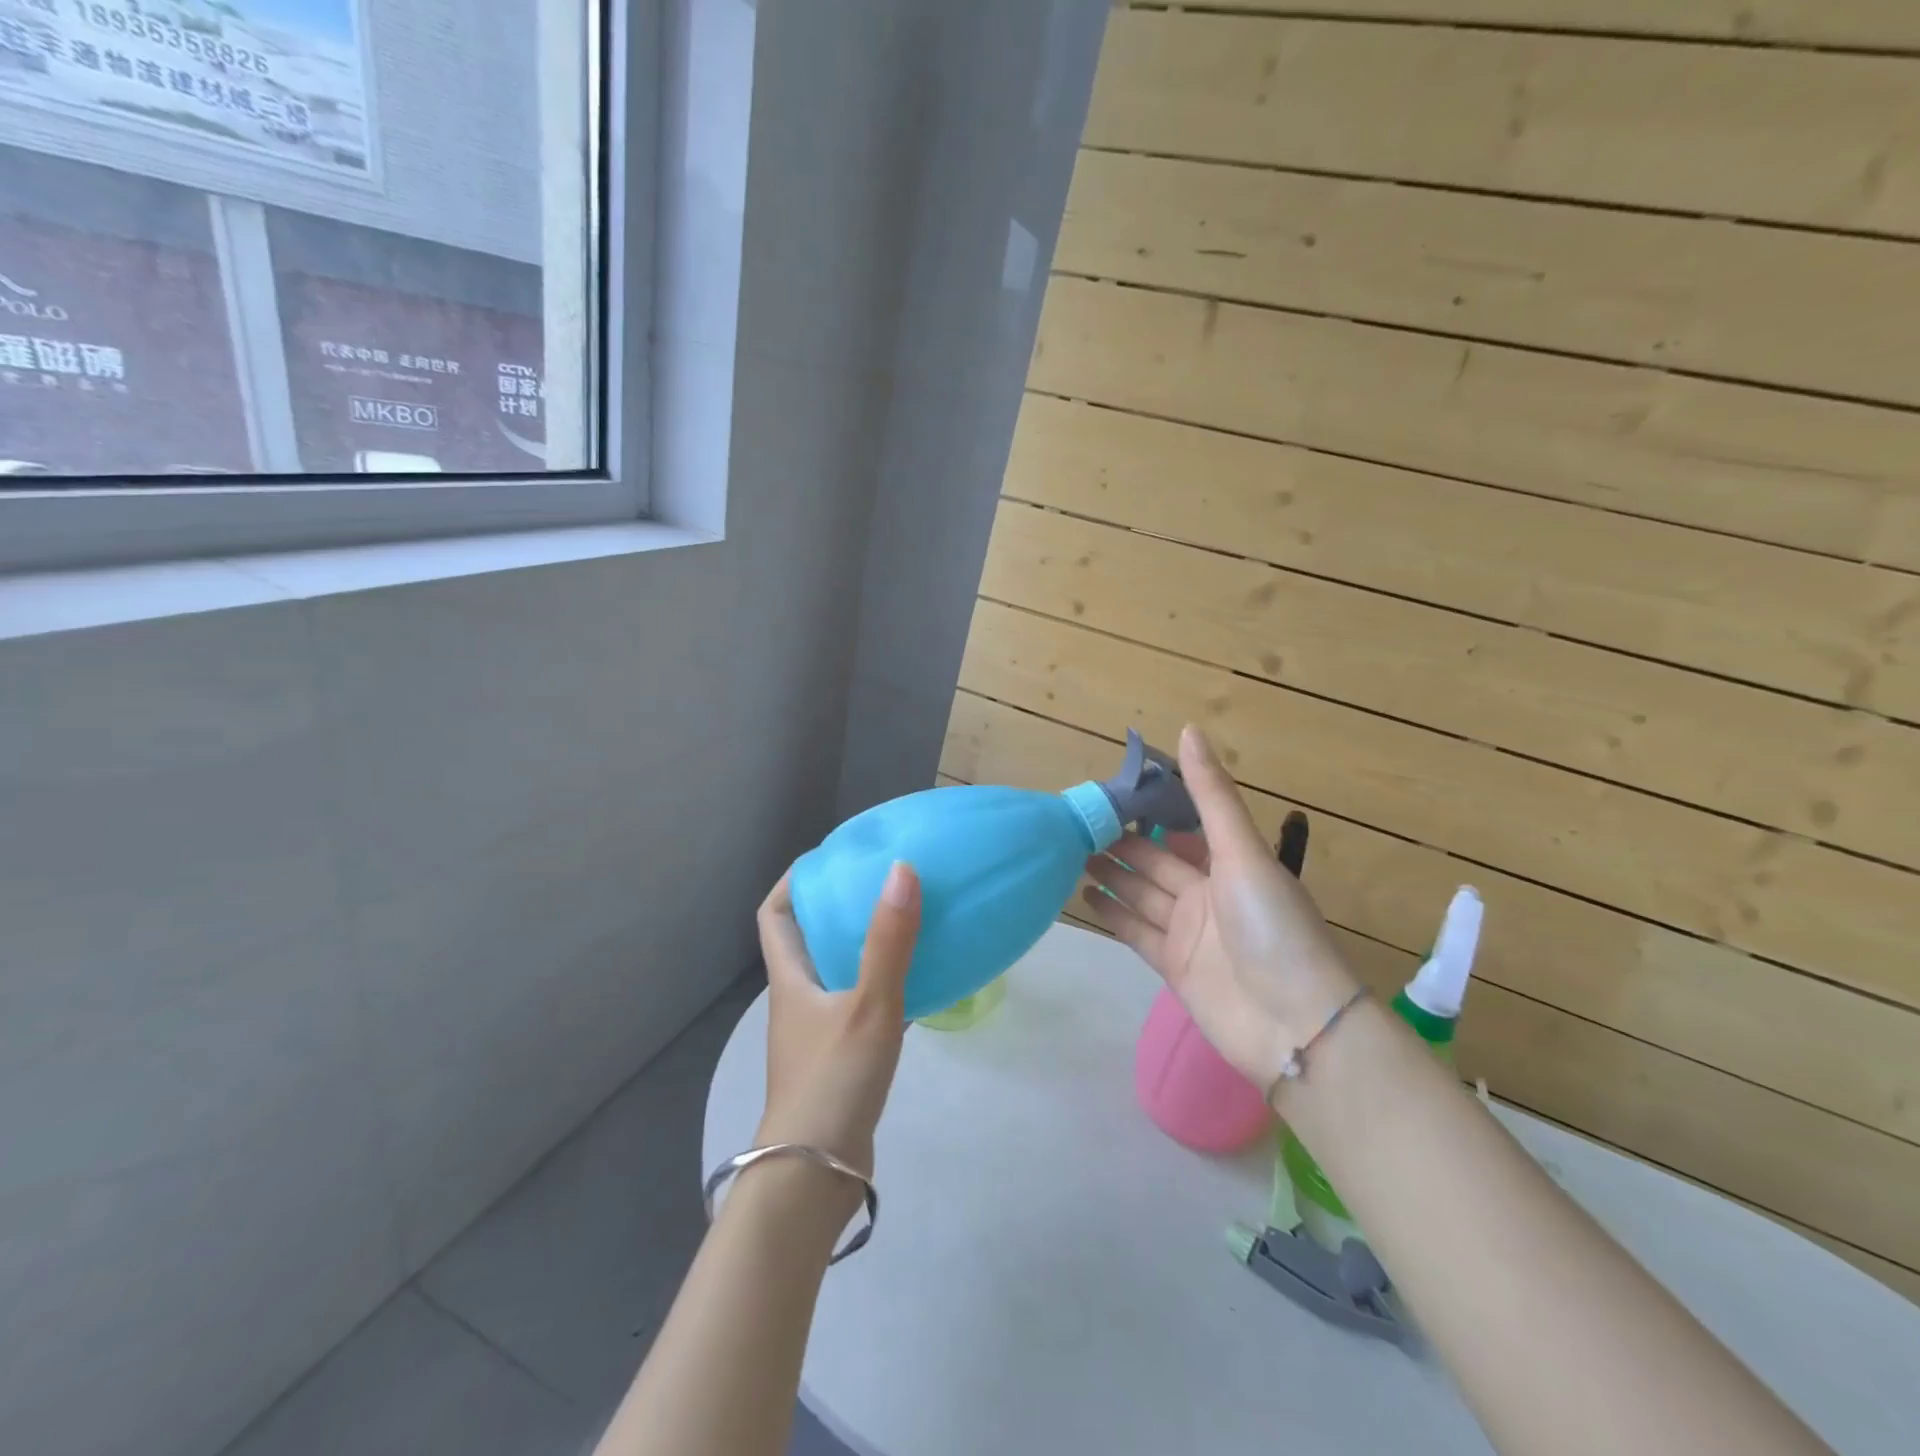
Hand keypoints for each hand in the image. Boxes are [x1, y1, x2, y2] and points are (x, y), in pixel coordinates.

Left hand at [754, 862, 920, 1179]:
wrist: (815, 1176)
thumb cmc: (833, 1081)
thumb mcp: (868, 1005)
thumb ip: (889, 941)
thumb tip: (901, 869)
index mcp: (790, 979)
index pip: (774, 915)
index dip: (794, 882)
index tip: (830, 858)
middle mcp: (798, 1000)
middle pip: (809, 940)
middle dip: (838, 908)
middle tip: (881, 884)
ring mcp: (818, 1033)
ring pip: (839, 974)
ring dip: (865, 947)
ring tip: (906, 923)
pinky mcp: (841, 1060)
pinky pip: (863, 1007)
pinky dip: (887, 988)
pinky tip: (922, 985)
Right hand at [1082, 725, 1359, 1091]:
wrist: (1292, 1022)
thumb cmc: (1272, 926)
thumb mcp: (1243, 852)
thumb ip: (1211, 795)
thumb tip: (1188, 729)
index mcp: (1229, 863)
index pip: (1181, 829)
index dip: (1148, 812)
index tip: (1108, 792)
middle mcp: (1207, 894)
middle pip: (1154, 863)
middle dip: (1119, 844)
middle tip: (1075, 825)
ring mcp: (1188, 933)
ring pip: (1139, 895)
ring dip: (1109, 875)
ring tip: (1069, 855)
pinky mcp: (1172, 967)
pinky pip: (1135, 932)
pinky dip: (1111, 914)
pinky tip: (1083, 895)